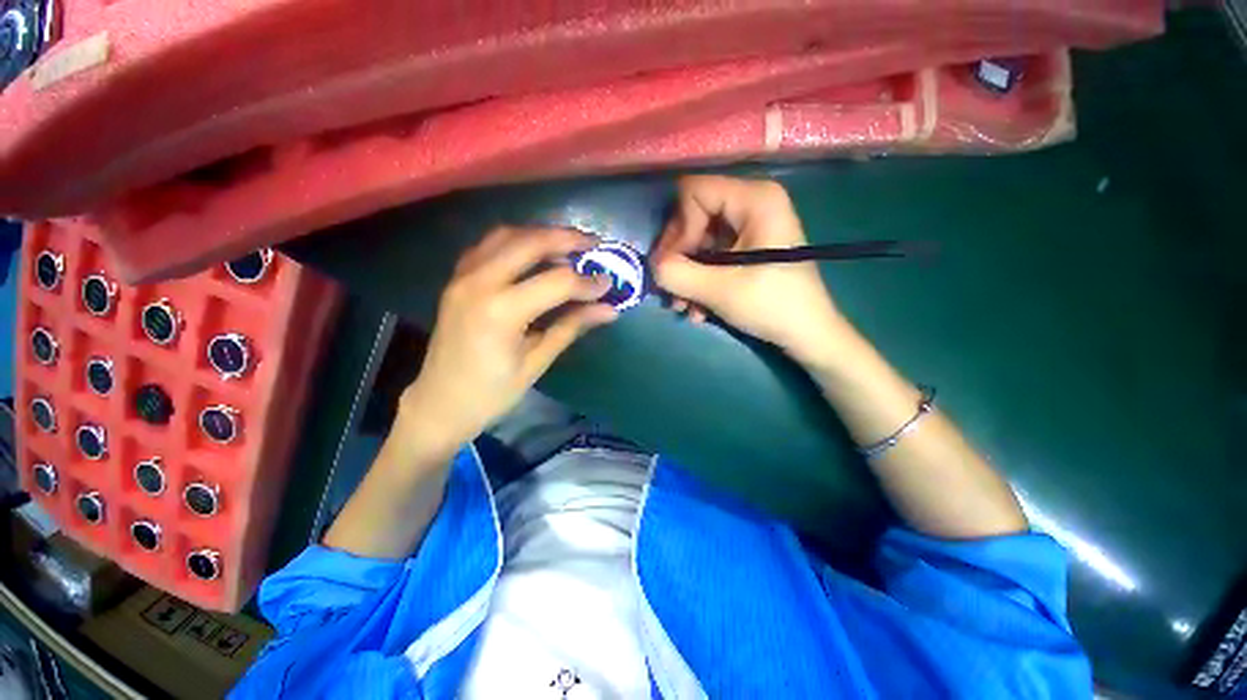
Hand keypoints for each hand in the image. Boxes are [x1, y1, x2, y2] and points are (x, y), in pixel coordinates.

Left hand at [399, 227, 616, 456]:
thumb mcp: (537, 362)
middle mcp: (478, 283)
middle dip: (567, 239)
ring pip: (507, 235)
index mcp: (501, 312)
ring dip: (541, 234)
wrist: (439, 404)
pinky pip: (489, 245)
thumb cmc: (492, 393)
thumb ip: (572, 327)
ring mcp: (462, 276)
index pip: (556, 282)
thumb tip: (609, 310)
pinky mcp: (457, 278)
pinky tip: (534, 253)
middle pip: (530, 242)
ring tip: (568, 245)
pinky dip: (517, 241)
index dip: (586, 282)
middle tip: (594, 244)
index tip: (608, 284)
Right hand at [652, 176, 844, 362]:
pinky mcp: (747, 249)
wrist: (808, 335)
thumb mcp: (719, 290)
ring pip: (699, 241)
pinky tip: (698, 310)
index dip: (678, 228)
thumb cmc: (772, 306)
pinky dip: (700, 281)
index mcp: (754, 198)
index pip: (693, 192)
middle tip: (671, 289)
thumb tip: (652, 266)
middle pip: (693, 217)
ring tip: (683, 307)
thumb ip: (676, 273)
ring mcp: (750, 227)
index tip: (676, 265)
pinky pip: (711, 256)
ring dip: (686, 276)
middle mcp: (752, 203)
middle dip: (678, 258)